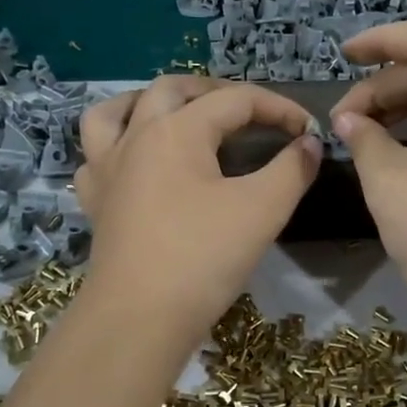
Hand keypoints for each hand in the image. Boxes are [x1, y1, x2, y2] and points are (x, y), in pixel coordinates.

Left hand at [75, 76, 321, 342]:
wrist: (138, 318)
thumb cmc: (203, 257)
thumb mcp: (262, 210)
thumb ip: (292, 169)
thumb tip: (309, 144)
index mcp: (176, 130)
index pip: (235, 100)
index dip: (278, 109)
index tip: (308, 132)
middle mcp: (136, 137)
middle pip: (172, 89)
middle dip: (215, 92)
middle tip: (248, 113)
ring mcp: (107, 169)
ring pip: (116, 111)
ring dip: (149, 103)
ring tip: (175, 115)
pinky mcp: (96, 202)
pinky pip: (97, 156)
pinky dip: (117, 147)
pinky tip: (136, 164)